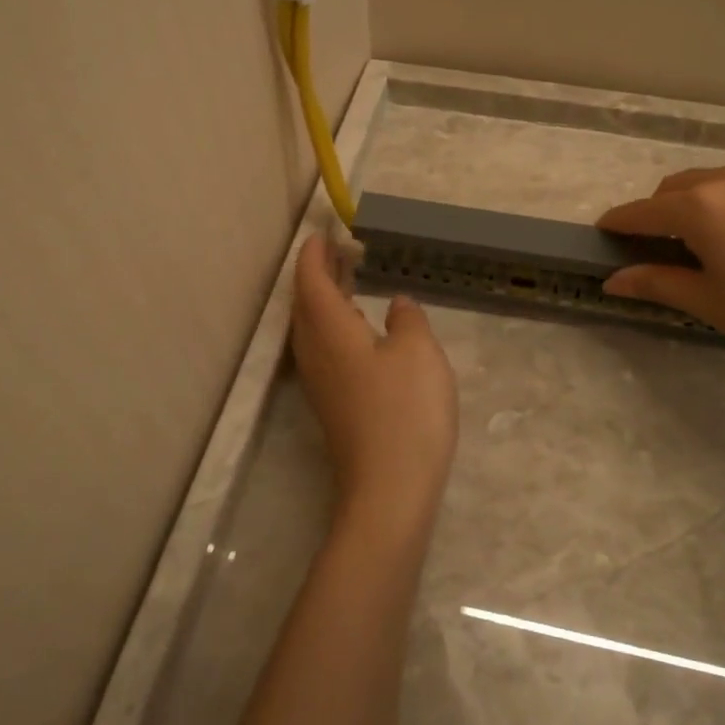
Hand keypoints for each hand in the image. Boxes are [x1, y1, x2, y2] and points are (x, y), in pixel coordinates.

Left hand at [290, 235, 457, 532]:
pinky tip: (358, 331)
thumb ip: (408, 319)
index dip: (314, 255)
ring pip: (312, 328)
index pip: (312, 281)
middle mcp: (315, 352)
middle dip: (317, 274)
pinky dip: (334, 326)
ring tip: (347, 282)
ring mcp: (321, 383)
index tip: (323, 234)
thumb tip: (396, 305)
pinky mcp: (332, 405)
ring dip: (324, 300)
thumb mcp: (419, 352)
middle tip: (337, 252)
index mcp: (330, 330)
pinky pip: (323, 350)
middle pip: (306, 303)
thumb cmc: (405, 411)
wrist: (389, 490)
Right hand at [596, 164, 724, 369]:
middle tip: (667, 244)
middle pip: (679, 187)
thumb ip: (657, 283)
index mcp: (701, 208)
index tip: (605, 231)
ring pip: (724, 180)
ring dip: (708, 202)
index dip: (620, 222)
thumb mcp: (712, 304)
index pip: (643, 211)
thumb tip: (612, 279)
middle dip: (662, 210)